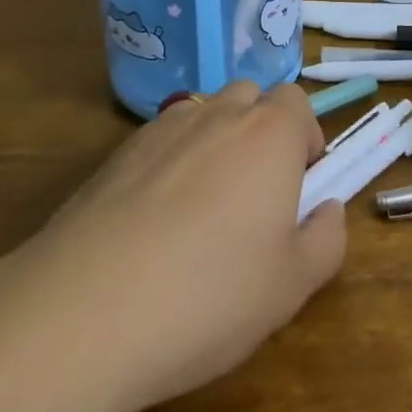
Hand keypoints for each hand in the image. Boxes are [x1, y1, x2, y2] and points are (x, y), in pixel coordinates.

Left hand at [0, 80, 345, 411]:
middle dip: (261, 132)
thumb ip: (326, 240)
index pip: (298, 104)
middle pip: (251, 99)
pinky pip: (161, 141)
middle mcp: (219, 114)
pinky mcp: (117, 153)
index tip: (299, 186)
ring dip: (216, 143)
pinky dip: (170, 163)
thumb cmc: (208, 296)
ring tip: (203, 208)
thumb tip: (328, 209)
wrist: (83, 313)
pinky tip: (154, 222)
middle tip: (255, 196)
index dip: (304, 139)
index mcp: (270, 134)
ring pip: (204, 115)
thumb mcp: (291, 286)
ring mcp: (163, 129)